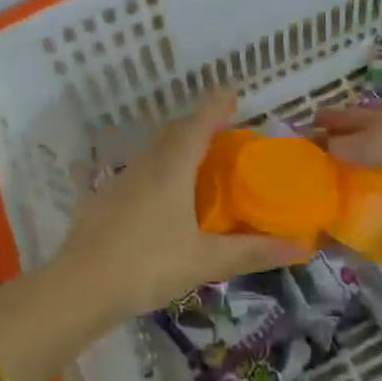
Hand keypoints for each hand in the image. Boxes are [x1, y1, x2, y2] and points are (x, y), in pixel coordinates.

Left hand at [53, 92, 302, 318]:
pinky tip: (152, 197)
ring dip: (174, 148)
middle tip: (220, 133)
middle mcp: (146, 165)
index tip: (232, 93)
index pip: (198, 124)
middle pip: (174, 132)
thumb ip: (252, 251)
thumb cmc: (148, 265)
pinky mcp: (101, 200)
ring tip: (194, 164)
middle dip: (197, 125)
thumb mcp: (206, 261)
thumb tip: (301, 246)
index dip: (216, 106)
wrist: (79, 288)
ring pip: (152, 152)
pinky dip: (152, 174)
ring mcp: (119, 181)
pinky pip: (134, 175)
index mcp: (172, 168)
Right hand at [315, 103, 381, 295]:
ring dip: (333, 193)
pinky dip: (344, 232)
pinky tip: (320, 235)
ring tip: (301, 197)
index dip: (342, 118)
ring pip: (359, 192)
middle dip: (330, 155)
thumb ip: (377, 145)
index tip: (310, 122)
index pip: (370, 119)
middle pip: (359, 154)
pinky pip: (366, 231)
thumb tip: (330, 147)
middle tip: (298, 162)